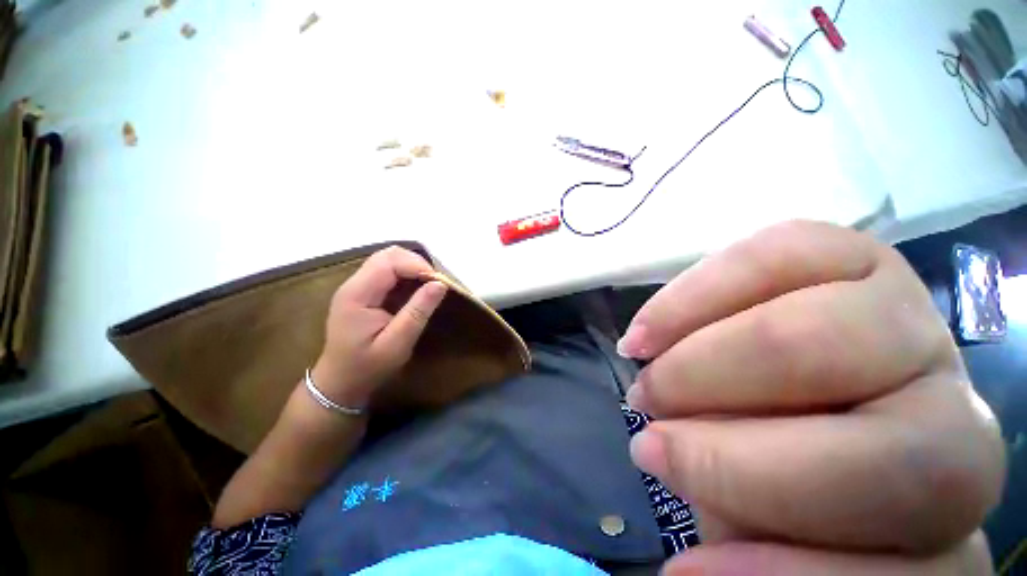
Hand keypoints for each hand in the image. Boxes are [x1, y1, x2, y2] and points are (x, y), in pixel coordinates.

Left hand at [311, 246, 447, 408]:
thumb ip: (418, 312)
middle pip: (388, 255)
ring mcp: (357, 286)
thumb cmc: (368, 366)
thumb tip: (441, 284)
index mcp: (357, 294)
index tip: (439, 283)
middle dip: (416, 263)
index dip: (417, 265)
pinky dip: (407, 274)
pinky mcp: (364, 292)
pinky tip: (416, 289)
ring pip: (388, 260)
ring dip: (412, 267)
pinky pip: (388, 272)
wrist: (340, 382)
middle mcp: (354, 284)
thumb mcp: (397, 343)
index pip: (389, 262)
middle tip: (436, 283)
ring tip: (429, 285)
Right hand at [619, 221, 1004, 573]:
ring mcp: (913, 322)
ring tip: (643, 364)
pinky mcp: (852, 257)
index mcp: (939, 513)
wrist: (777, 384)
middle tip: (649, 427)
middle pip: (895, 457)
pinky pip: (781, 255)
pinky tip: (655, 323)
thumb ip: (748, 544)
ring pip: (818, 339)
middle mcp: (955, 418)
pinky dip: (699, 293)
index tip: (684, 570)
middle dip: (731, 453)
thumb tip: (685, 575)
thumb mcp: (756, 521)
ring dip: (700, 363)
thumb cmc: (771, 464)